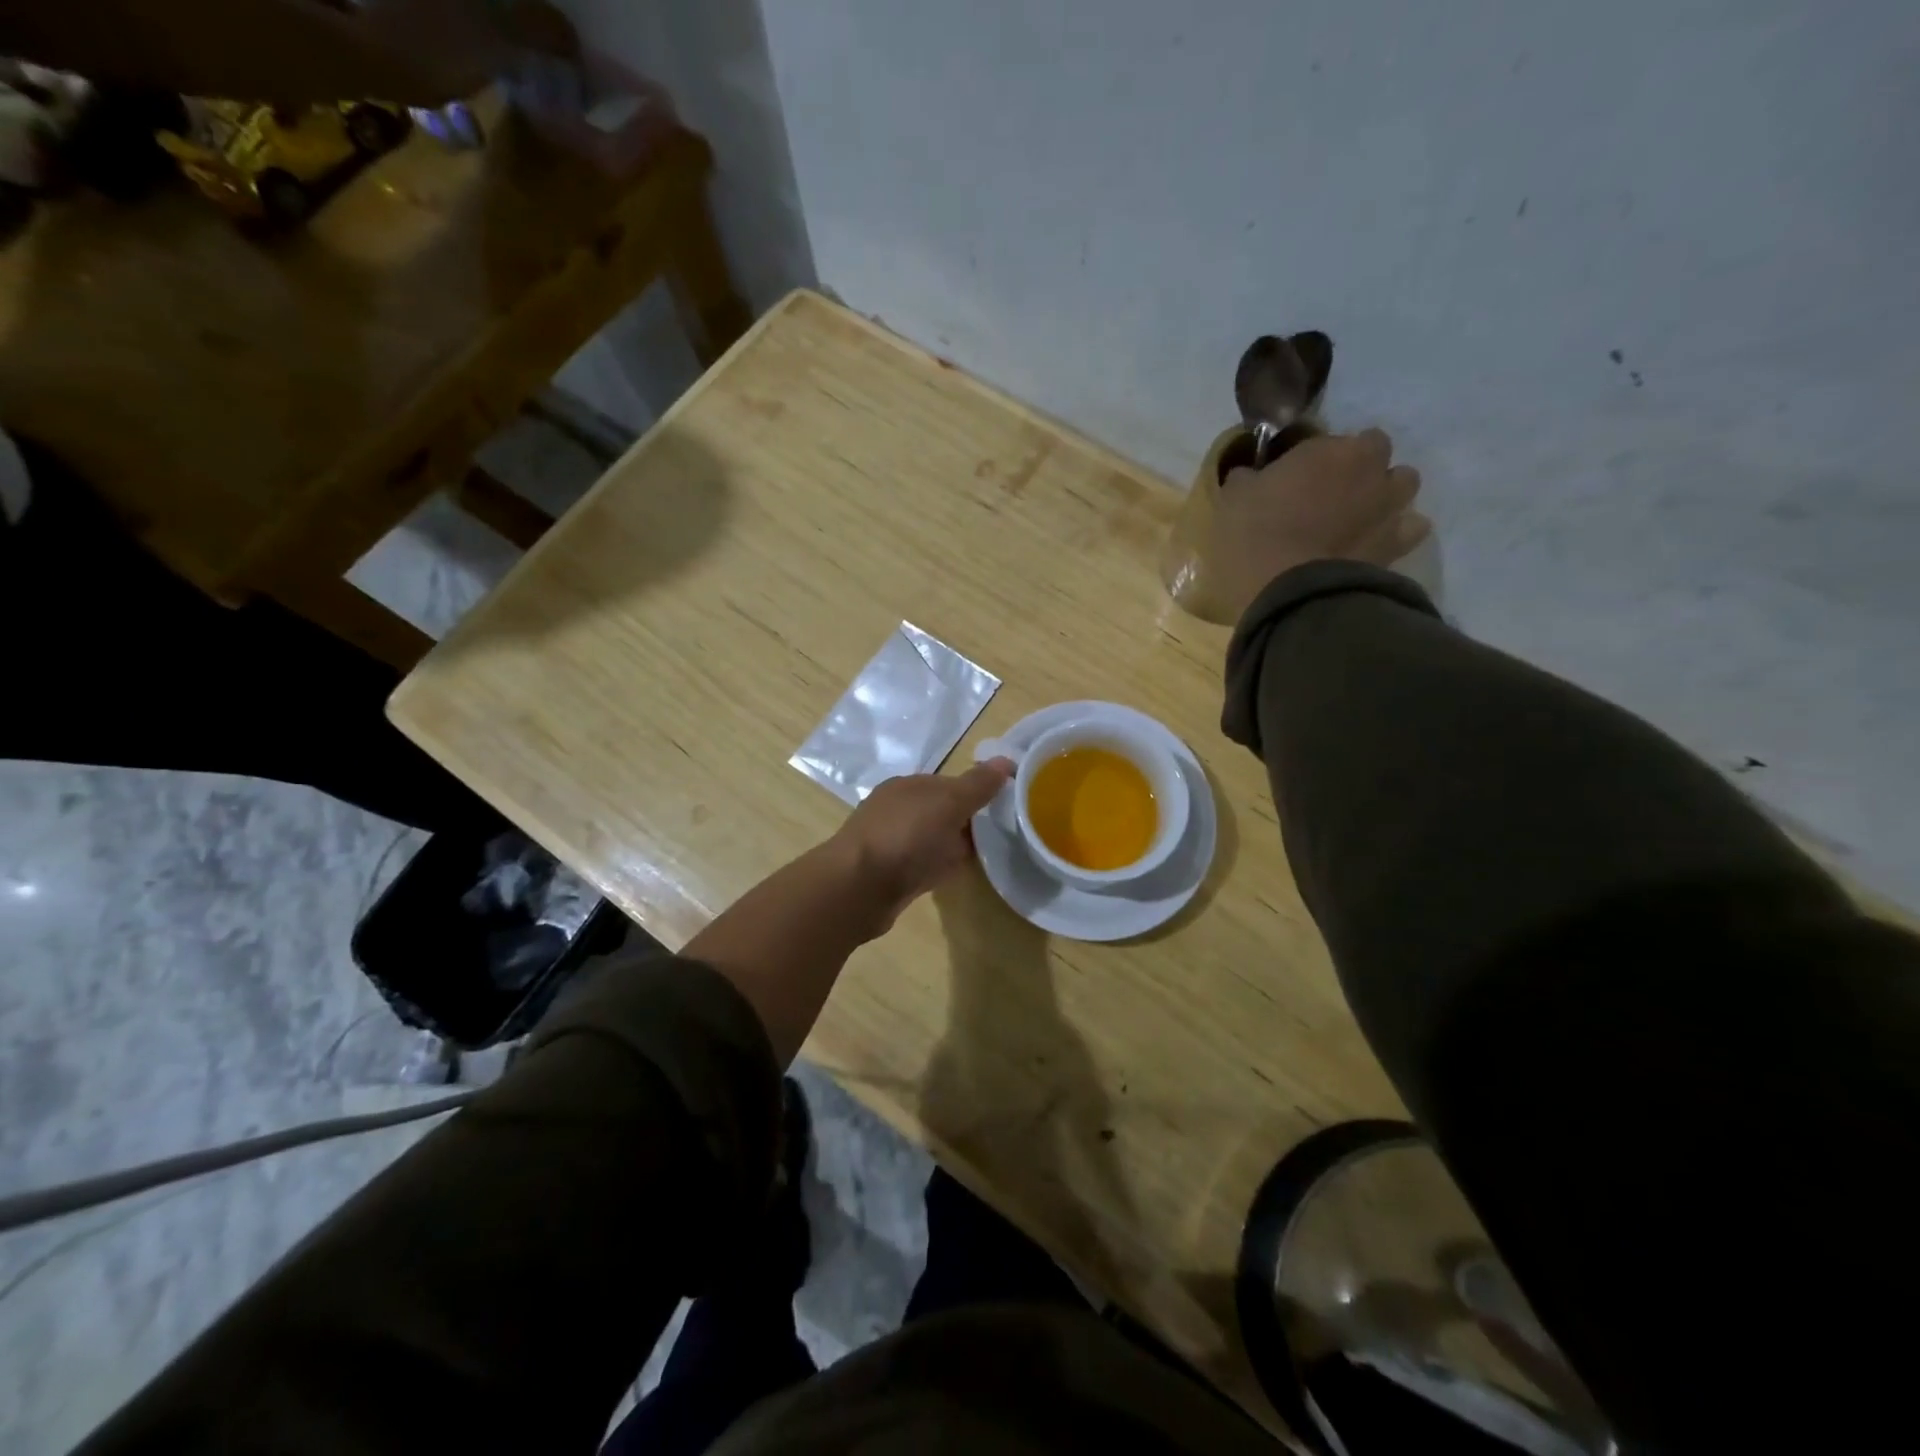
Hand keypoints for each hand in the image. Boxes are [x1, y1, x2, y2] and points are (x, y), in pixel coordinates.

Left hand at [834, 759, 1014, 925]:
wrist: (858, 888)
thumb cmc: (905, 836)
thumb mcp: (949, 802)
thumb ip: (977, 784)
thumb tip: (1007, 760)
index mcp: (908, 785)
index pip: (950, 783)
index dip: (978, 792)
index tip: (1006, 806)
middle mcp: (897, 809)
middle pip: (942, 811)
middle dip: (967, 820)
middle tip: (1004, 833)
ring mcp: (891, 842)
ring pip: (933, 838)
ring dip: (954, 844)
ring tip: (987, 855)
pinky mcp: (890, 874)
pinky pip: (925, 864)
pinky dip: (941, 866)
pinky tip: (957, 874)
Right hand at [1206, 428, 1429, 619]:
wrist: (1291, 592)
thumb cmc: (1255, 536)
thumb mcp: (1234, 499)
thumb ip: (1249, 479)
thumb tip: (1251, 474)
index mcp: (1330, 450)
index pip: (1333, 438)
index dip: (1318, 456)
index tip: (1298, 475)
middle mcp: (1370, 469)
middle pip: (1377, 453)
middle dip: (1360, 466)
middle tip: (1330, 492)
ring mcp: (1389, 507)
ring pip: (1404, 485)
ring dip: (1385, 492)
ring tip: (1358, 514)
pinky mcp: (1398, 545)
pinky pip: (1412, 528)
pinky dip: (1398, 531)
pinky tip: (1375, 543)